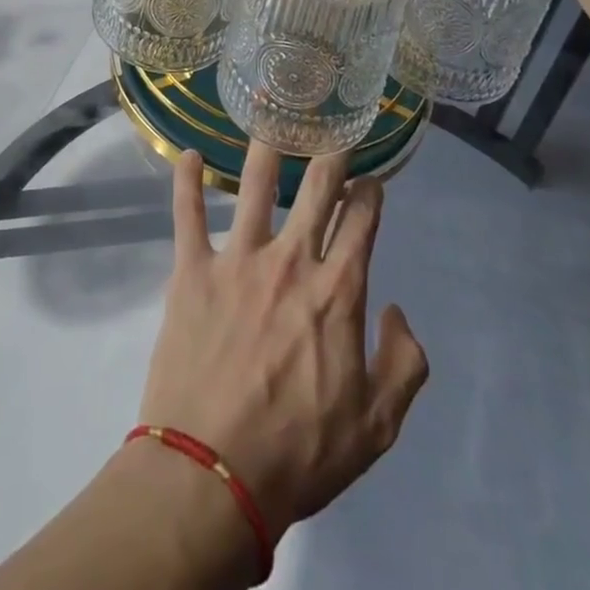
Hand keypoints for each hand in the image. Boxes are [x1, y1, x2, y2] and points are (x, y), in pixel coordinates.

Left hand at [138, 145, 430, 540]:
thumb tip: (396, 310)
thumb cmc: (299, 453)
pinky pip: (187, 214)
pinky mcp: (192, 270)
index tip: (371, 179)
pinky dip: (186, 181)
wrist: (213, 473)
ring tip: (269, 116)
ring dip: (265, 149)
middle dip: (329, 154)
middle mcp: (291, 261)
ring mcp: (238, 260)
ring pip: (254, 186)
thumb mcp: (377, 427)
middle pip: (315, 189)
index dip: (369, 193)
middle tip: (332, 128)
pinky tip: (186, 154)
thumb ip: (403, 365)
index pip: (361, 223)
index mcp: (337, 292)